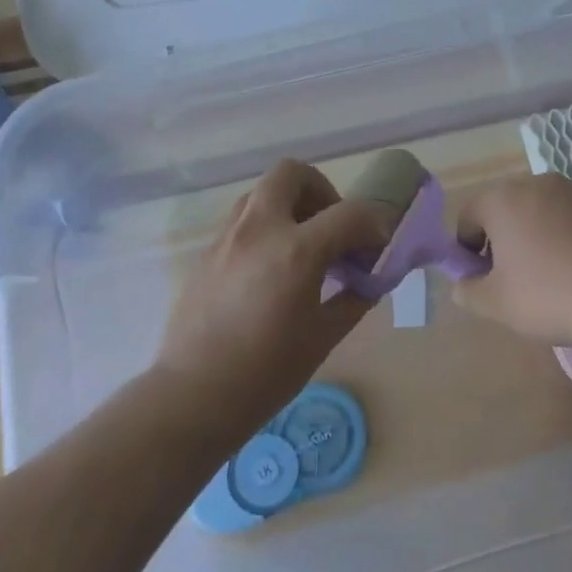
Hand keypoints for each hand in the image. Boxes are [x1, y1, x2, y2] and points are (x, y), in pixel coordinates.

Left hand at [152, 160, 387, 439]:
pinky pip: (242, 218)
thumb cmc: (266, 374)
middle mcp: (260, 229)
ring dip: (289, 204)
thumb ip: (354, 297)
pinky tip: (272, 266)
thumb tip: (372, 278)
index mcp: (297, 251)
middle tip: (331, 225)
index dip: (374, 223)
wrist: (192, 398)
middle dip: (320, 189)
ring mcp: (228, 236)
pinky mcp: (207, 251)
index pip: (350, 214)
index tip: (380, 243)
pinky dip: (266, 225)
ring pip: (262, 191)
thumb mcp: (323, 337)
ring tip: (302, 244)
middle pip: (292, 173)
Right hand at [452, 174, 571, 345]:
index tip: (477, 275)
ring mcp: (571, 192)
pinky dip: (561, 235)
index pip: (469, 214)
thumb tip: (463, 285)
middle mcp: (534, 184)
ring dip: (531, 233)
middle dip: (499, 237)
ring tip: (542, 273)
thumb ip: (469, 291)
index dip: (465, 246)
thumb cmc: (546, 295)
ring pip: (536, 209)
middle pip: (503, 207)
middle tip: (507, 275)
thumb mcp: (495, 303)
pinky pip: (566, 217)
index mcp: (502, 199)